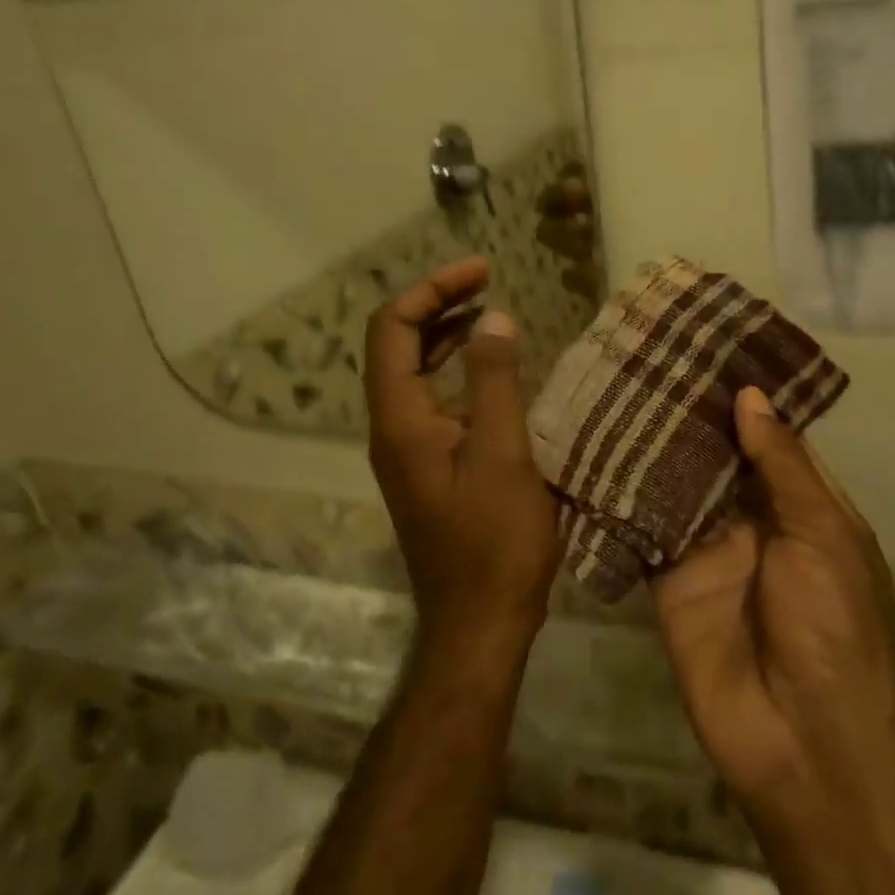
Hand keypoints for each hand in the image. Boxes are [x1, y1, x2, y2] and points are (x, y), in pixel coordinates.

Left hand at [365, 258, 561, 649]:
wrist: (480, 622)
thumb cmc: (494, 540)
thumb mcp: (502, 453)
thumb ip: (495, 381)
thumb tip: (494, 319)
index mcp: (400, 420)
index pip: (392, 329)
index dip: (431, 290)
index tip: (481, 272)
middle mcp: (392, 429)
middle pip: (398, 345)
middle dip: (438, 305)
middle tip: (487, 281)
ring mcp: (408, 451)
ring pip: (415, 374)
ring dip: (447, 337)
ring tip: (490, 315)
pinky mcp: (428, 469)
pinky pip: (434, 403)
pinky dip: (459, 374)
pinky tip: (496, 375)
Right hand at [653, 387, 894, 810]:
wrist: (804, 739)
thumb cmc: (836, 625)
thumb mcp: (824, 534)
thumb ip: (782, 466)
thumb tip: (750, 396)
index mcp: (801, 503)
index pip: (767, 436)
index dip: (741, 396)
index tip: (705, 346)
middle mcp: (752, 517)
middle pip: (716, 455)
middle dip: (689, 413)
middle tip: (646, 355)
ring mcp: (706, 547)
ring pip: (675, 484)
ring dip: (652, 444)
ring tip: (615, 384)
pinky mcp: (666, 577)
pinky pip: (643, 527)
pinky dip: (623, 494)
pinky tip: (594, 448)